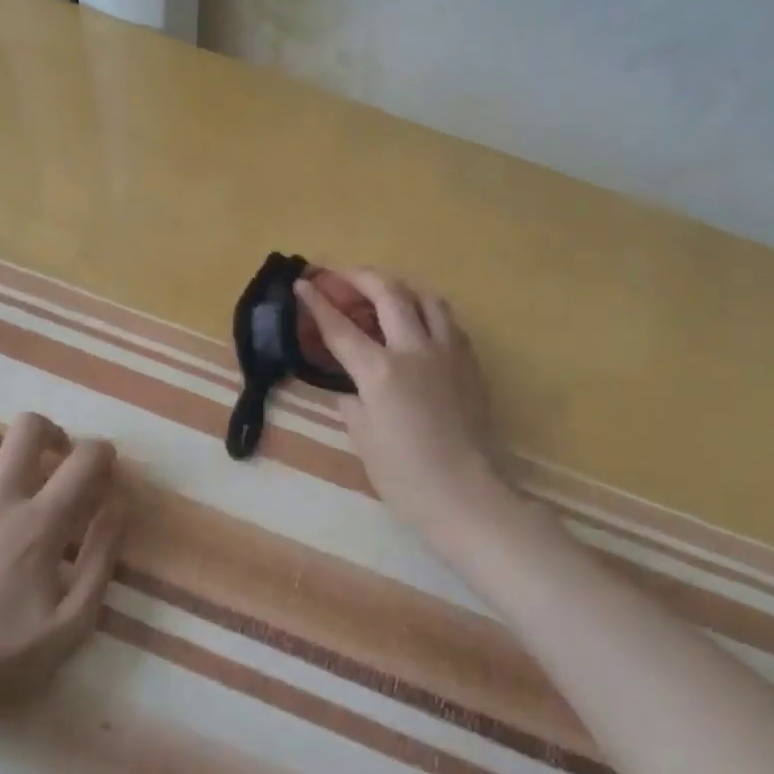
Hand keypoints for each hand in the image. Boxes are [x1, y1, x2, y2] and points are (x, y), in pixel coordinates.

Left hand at [0, 414, 124, 718]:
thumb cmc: (5, 662)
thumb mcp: (74, 623)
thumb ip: (102, 559)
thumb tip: (118, 505)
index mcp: (38, 527)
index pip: (84, 461)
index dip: (103, 453)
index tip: (103, 466)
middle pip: (26, 429)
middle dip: (50, 433)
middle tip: (53, 457)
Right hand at [296, 271, 511, 542]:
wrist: (468, 497)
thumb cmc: (406, 477)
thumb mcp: (364, 440)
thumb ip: (352, 403)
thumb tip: (349, 389)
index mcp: (380, 371)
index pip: (340, 327)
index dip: (317, 303)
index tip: (302, 283)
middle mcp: (415, 350)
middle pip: (388, 294)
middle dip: (360, 277)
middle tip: (341, 276)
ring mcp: (448, 353)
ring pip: (426, 298)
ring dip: (400, 288)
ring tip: (384, 294)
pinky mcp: (470, 364)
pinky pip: (448, 322)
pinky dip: (427, 312)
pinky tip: (419, 325)